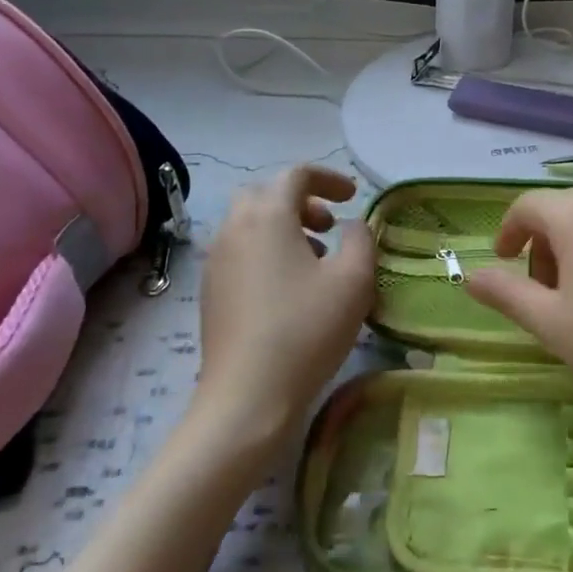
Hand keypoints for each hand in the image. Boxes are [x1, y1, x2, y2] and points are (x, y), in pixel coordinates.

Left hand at [194, 165, 375, 443]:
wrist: (248, 396)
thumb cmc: (306, 330)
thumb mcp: (353, 280)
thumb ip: (361, 239)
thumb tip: (352, 225)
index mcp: (267, 216)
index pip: (296, 175)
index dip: (328, 178)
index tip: (352, 197)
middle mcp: (234, 229)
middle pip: (265, 195)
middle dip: (301, 201)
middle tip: (329, 226)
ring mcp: (216, 261)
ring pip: (250, 224)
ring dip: (284, 228)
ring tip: (316, 259)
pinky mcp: (211, 292)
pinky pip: (240, 252)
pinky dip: (267, 252)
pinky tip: (290, 289)